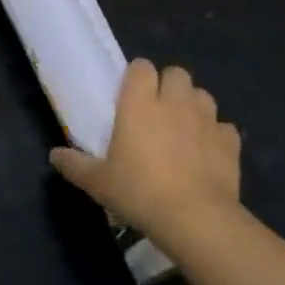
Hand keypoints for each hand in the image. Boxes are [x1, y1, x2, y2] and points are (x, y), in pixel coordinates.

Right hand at [50, 60, 241, 242]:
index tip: (130, 95)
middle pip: (176, 73)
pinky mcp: (230, 142)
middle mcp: (174, 102)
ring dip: (193, 105)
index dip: (137, 76)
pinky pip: (224, 127)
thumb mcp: (98, 182)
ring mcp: (206, 120)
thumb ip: (75, 165)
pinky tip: (207, 152)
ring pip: (203, 95)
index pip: (141, 67)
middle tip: (158, 110)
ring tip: (184, 128)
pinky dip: (216, 135)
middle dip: (169, 85)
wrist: (194, 218)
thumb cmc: (139, 191)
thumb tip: (54, 155)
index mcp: (139, 103)